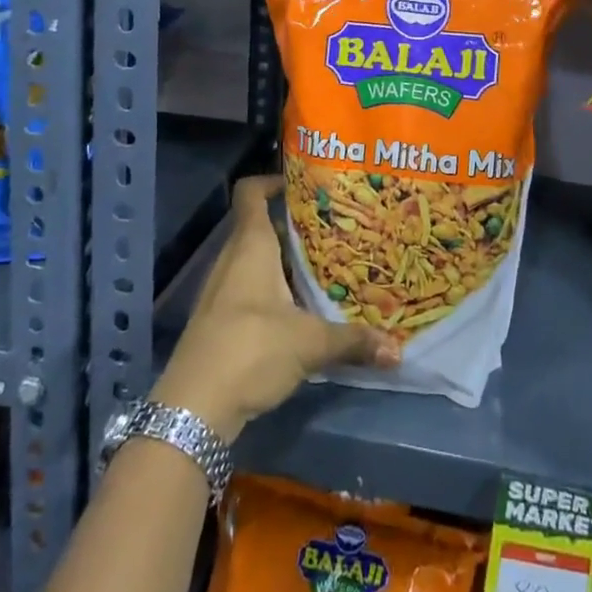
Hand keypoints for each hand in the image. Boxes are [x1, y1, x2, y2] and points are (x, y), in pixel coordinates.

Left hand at [151, 175, 398, 439]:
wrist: (193, 409)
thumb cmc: (251, 350)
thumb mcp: (309, 344)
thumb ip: (352, 341)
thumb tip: (398, 350)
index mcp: (250, 246)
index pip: (251, 192)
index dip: (273, 181)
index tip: (305, 186)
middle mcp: (232, 260)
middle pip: (260, 227)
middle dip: (294, 228)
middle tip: (333, 232)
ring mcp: (221, 291)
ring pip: (256, 261)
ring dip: (285, 263)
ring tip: (324, 269)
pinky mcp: (219, 320)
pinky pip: (250, 289)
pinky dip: (274, 290)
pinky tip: (301, 310)